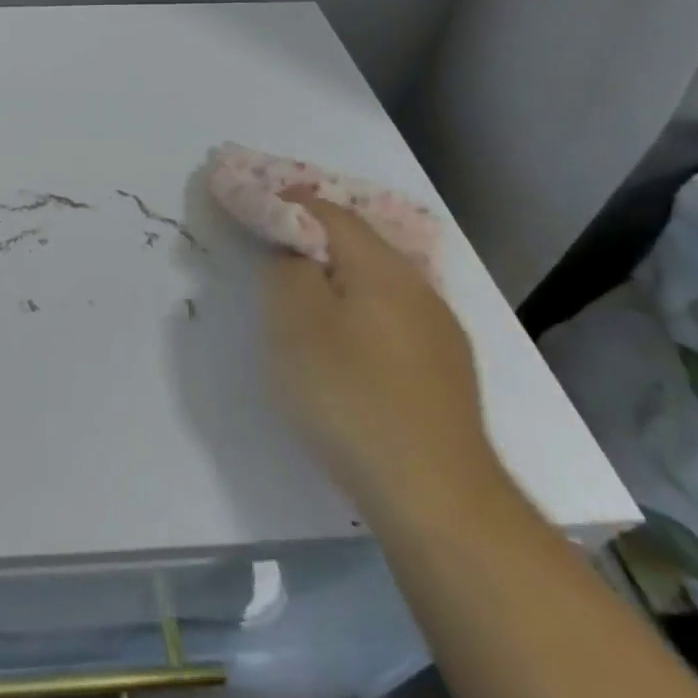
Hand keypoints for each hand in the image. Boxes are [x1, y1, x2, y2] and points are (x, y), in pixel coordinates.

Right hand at [263, 197, 502, 523]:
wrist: (436, 496)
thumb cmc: (350, 396)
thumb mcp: (293, 322)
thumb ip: (286, 269)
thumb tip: (293, 250)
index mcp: (381, 266)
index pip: (328, 211)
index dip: (285, 201)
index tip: (251, 203)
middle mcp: (418, 286)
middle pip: (357, 242)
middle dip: (311, 237)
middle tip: (270, 249)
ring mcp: (439, 331)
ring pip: (377, 281)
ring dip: (337, 276)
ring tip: (302, 296)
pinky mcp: (446, 371)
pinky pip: (392, 316)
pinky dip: (359, 310)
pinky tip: (346, 345)